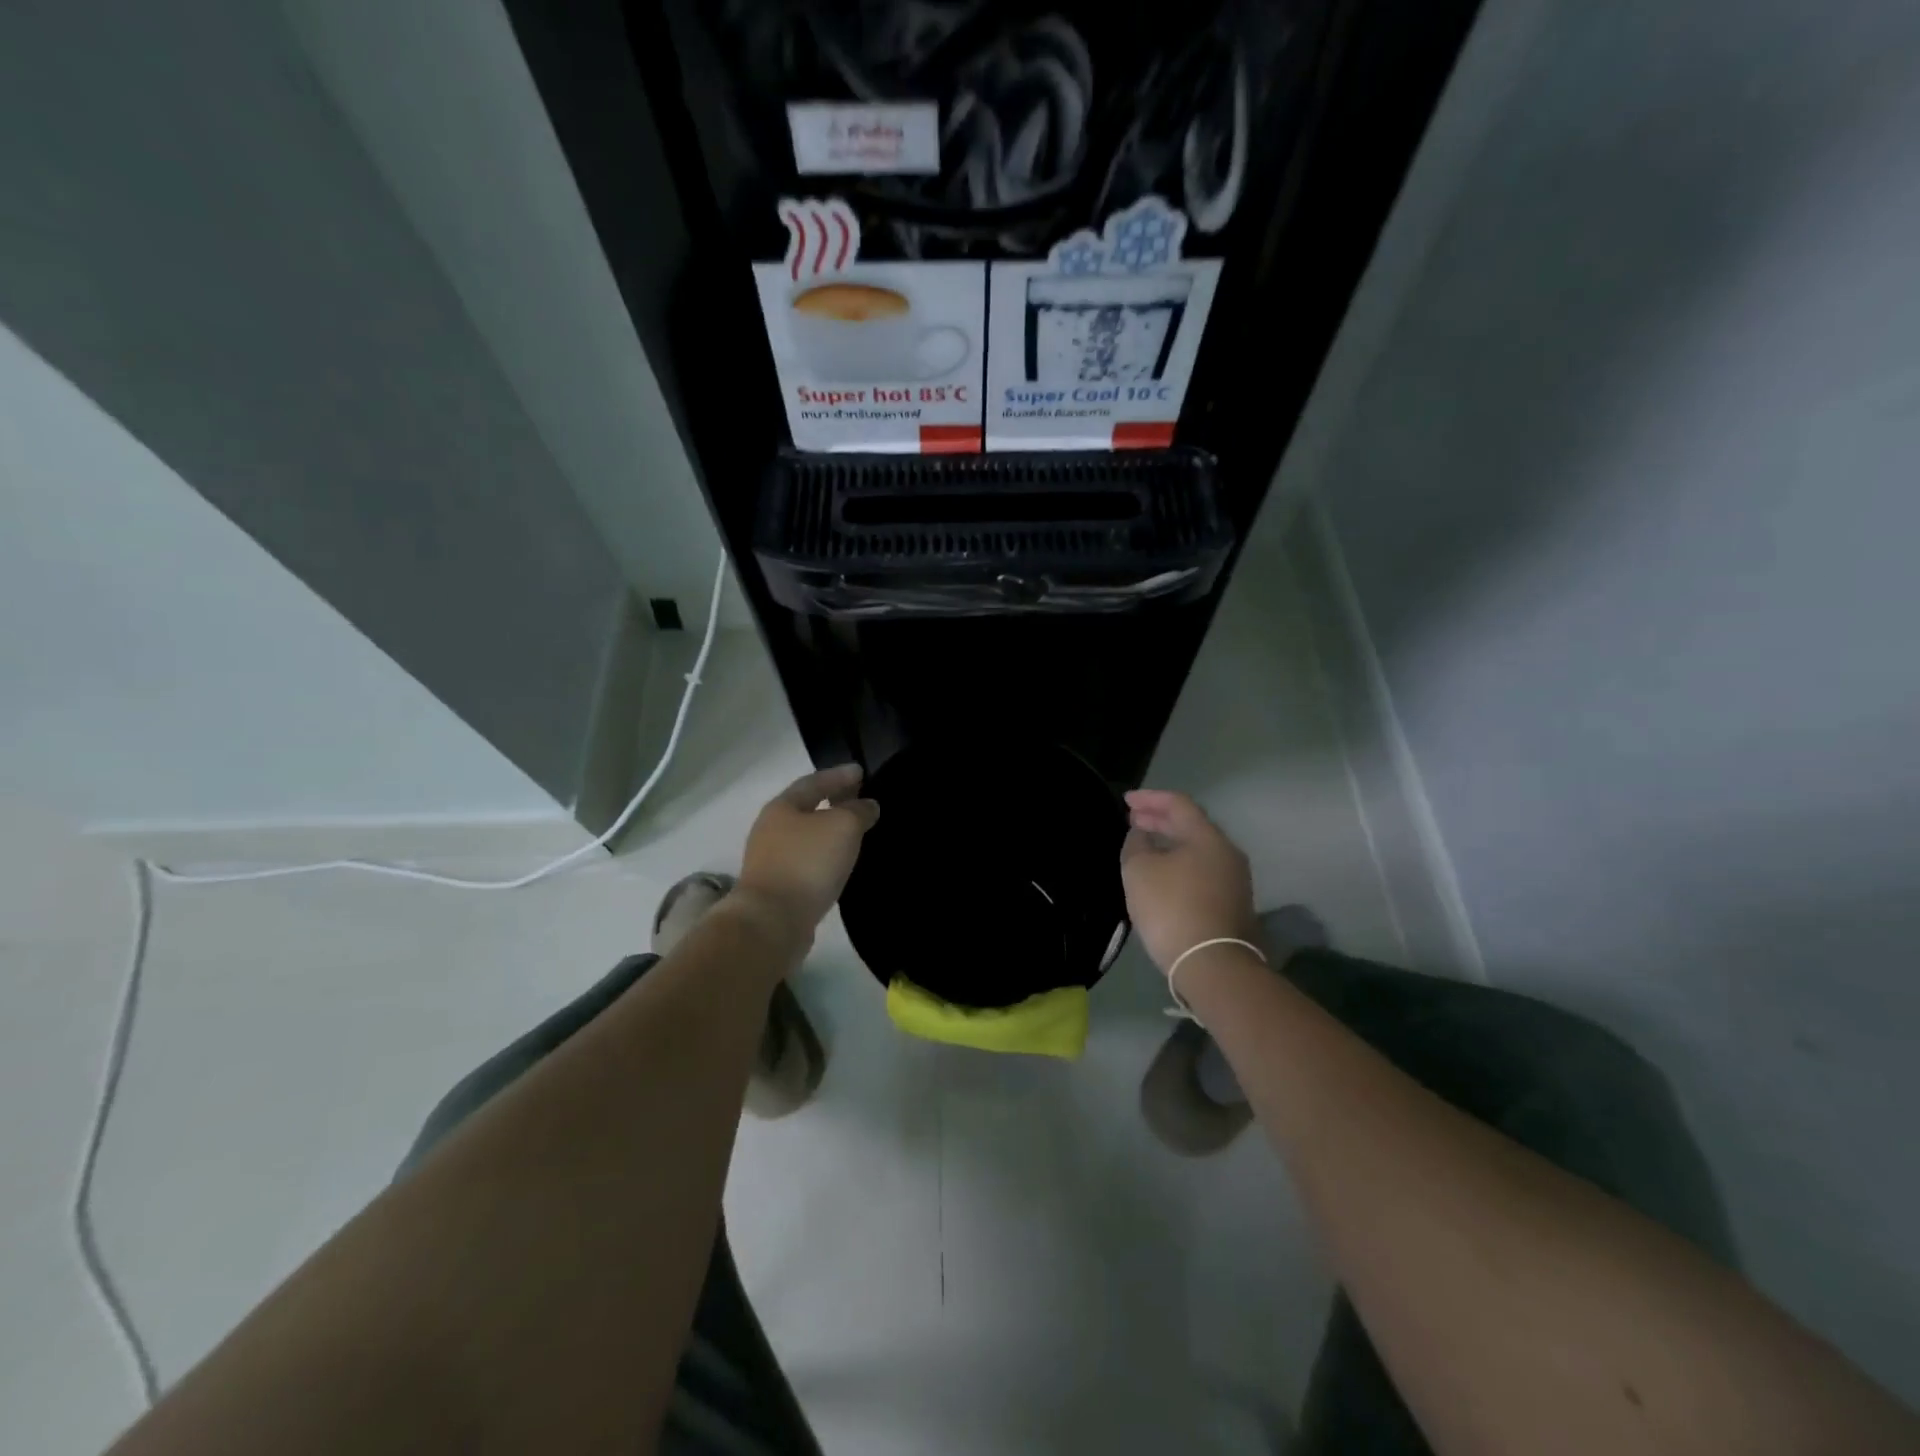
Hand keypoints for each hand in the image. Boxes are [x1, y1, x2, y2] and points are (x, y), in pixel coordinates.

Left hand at [734, 763, 879, 947]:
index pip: (814, 782)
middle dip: (833, 802)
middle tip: (859, 799)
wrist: (772, 921)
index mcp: (782, 807)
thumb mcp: (842, 827)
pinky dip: (824, 857)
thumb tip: (867, 806)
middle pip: (806, 808)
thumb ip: (858, 811)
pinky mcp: (777, 888)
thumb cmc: (807, 863)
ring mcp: (771, 861)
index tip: (861, 771)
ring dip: (829, 832)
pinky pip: (806, 862)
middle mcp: (771, 829)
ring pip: (807, 837)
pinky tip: (839, 863)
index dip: (839, 775)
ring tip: (855, 832)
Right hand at [1120, 789, 1258, 975]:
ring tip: (1144, 845)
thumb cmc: (1172, 908)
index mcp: (1207, 837)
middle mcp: (1227, 852)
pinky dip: (1179, 862)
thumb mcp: (1139, 870)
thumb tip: (1141, 835)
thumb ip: (1136, 844)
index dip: (1149, 798)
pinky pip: (1201, 870)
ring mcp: (1234, 880)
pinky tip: (1163, 873)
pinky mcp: (1232, 903)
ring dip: (1170, 842)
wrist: (1212, 964)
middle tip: (1133, 820)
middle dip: (1159, 819)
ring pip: (1197, 849)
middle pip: (1191, 825)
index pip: (1178, 803)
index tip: (1126, 801)